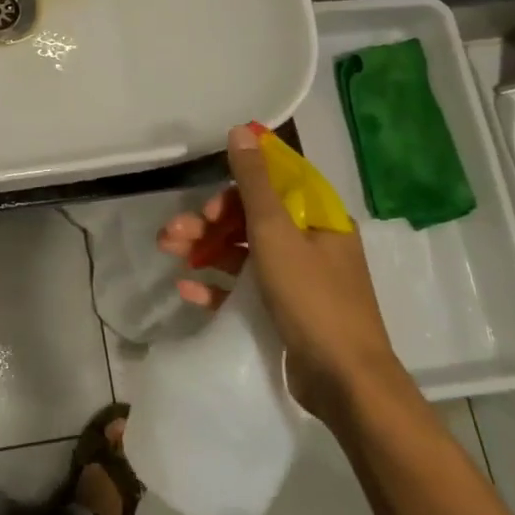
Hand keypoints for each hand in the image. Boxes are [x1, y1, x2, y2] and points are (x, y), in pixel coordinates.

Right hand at [158, 125, 406, 421]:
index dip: (237, 185)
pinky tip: (187, 288)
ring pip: (243, 251)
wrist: (345, 383)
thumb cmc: (312, 298)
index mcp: (318, 218)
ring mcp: (298, 278)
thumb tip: (242, 130)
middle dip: (209, 221)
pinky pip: (245, 287)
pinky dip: (217, 284)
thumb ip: (254, 183)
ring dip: (205, 248)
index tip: (208, 199)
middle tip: (174, 232)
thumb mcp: (276, 233)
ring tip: (169, 253)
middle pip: (252, 218)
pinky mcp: (284, 311)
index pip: (274, 183)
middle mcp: (310, 243)